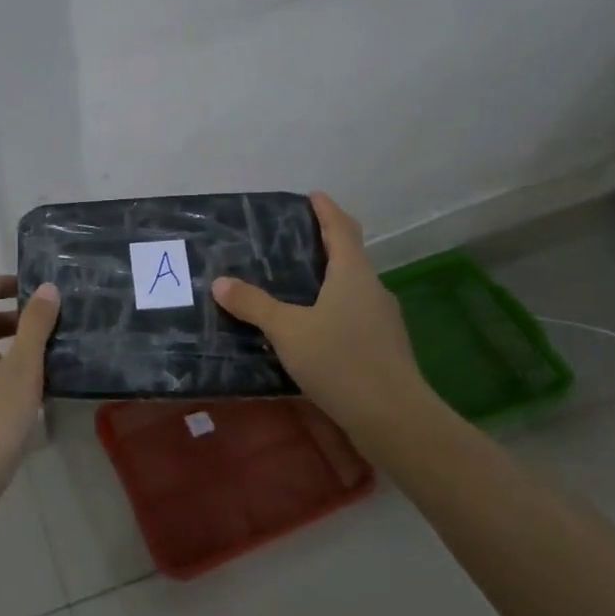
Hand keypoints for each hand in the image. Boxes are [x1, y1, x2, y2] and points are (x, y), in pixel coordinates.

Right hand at [210, 192, 430, 437]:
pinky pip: (353, 318)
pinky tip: (311, 331)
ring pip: (352, 290)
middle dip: (325, 246)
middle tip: (293, 242)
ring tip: (294, 288)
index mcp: (352, 274)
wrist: (394, 419)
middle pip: (350, 258)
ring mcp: (382, 322)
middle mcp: (372, 290)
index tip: (313, 196)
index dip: (327, 211)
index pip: (342, 229)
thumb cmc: (340, 360)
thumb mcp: (287, 329)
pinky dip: (332, 312)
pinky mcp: (383, 350)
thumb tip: (220, 282)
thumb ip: (254, 305)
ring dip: (328, 283)